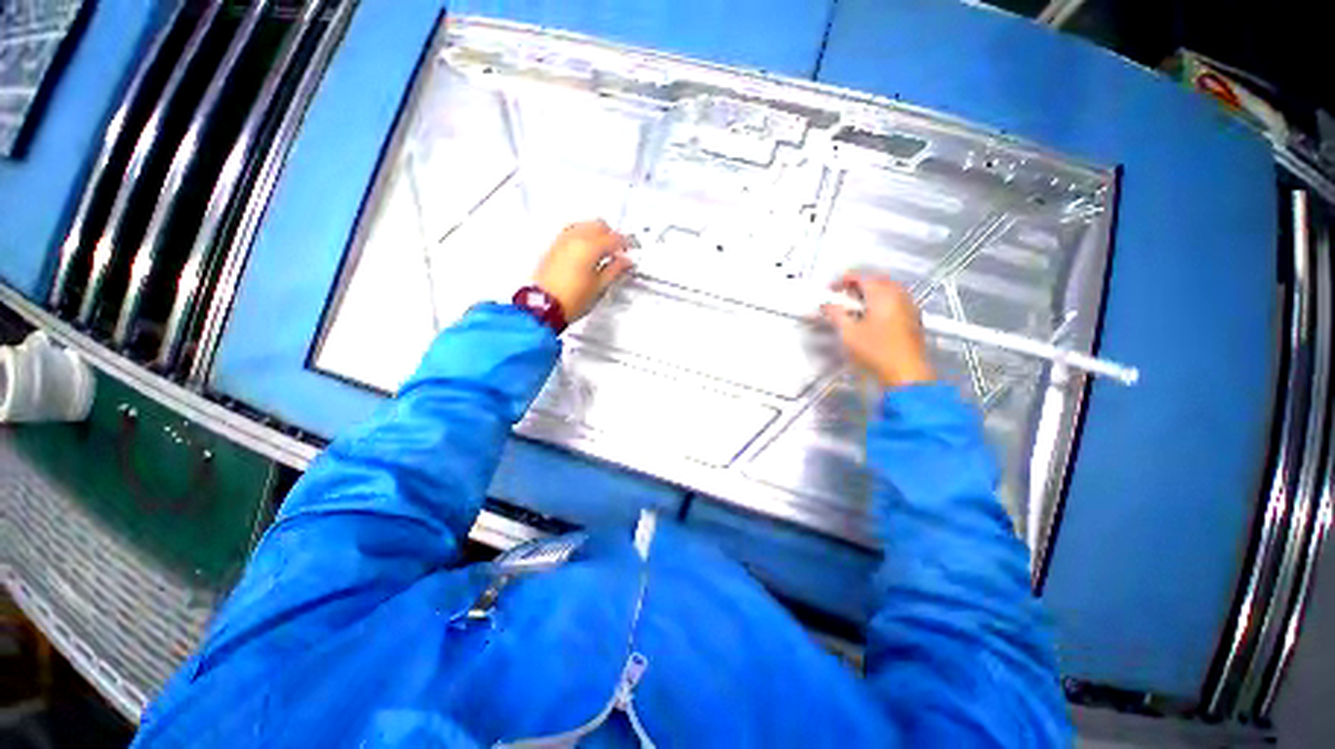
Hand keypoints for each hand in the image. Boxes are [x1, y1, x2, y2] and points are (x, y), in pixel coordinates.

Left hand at [533, 220, 632, 321]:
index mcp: (590, 247)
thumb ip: (615, 270)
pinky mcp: (553, 246)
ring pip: (584, 225)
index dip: (625, 243)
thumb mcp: (600, 287)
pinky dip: (582, 235)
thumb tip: (626, 261)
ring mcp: (563, 240)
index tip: (631, 251)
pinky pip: (571, 231)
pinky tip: (586, 250)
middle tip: (617, 251)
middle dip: (611, 235)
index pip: (614, 238)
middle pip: (598, 225)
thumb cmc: (575, 299)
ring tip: (602, 250)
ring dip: (596, 233)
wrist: (544, 306)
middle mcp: (576, 238)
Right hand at [821, 273, 934, 388]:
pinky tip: (872, 317)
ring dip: (871, 293)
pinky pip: (896, 301)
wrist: (906, 374)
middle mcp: (899, 296)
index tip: (831, 288)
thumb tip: (827, 305)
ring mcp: (909, 307)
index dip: (843, 280)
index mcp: (883, 295)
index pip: (861, 277)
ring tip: (855, 307)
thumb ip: (836, 314)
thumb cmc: (876, 352)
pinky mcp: (913, 320)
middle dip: (858, 285)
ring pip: (889, 290)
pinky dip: (882, 303)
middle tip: (842, 296)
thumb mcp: (848, 333)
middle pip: (877, 280)